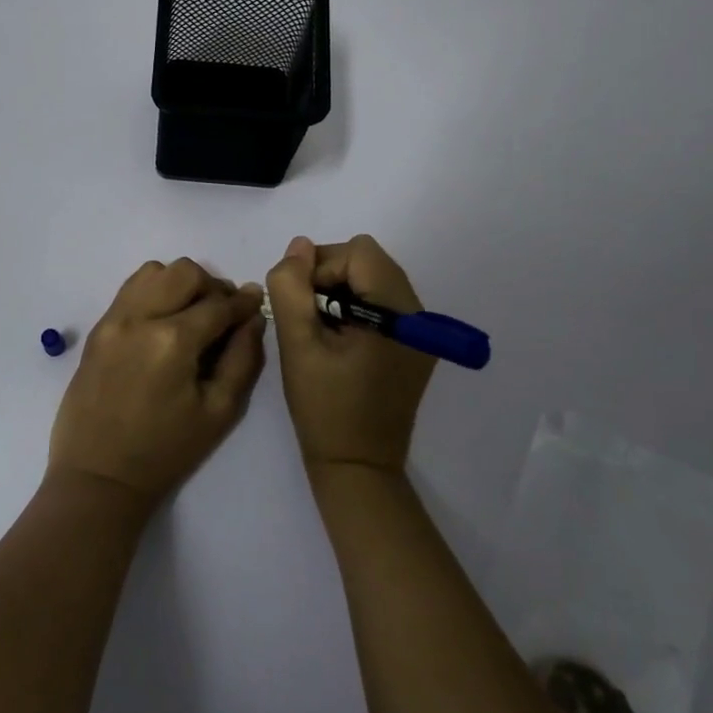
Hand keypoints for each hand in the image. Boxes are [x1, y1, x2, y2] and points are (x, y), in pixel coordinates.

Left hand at [48, 258, 266, 504]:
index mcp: (173, 341)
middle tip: (222, 314)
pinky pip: (130, 288)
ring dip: (180, 283)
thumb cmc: (165, 450)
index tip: (255, 303)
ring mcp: (114, 319)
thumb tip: (254, 316)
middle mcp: (140, 317)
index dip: (243, 302)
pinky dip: (154, 291)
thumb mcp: (219, 411)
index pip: (218, 304)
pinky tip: (162, 320)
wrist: (99, 474)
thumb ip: (243, 358)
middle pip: (185, 272)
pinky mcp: (98, 327)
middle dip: (211, 287)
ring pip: (154, 271)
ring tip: (190, 314)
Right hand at [266, 234, 436, 473]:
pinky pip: (382, 302)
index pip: (357, 253)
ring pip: (374, 278)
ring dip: (341, 291)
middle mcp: (419, 314)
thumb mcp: (297, 344)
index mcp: (398, 313)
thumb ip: (292, 288)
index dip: (320, 269)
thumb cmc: (324, 408)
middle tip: (309, 317)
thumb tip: (299, 246)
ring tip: (323, 330)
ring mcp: (421, 330)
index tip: (301, 307)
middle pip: (369, 261)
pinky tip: (340, 340)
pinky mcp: (415, 344)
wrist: (357, 467)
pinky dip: (356, 307)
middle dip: (330, 277)